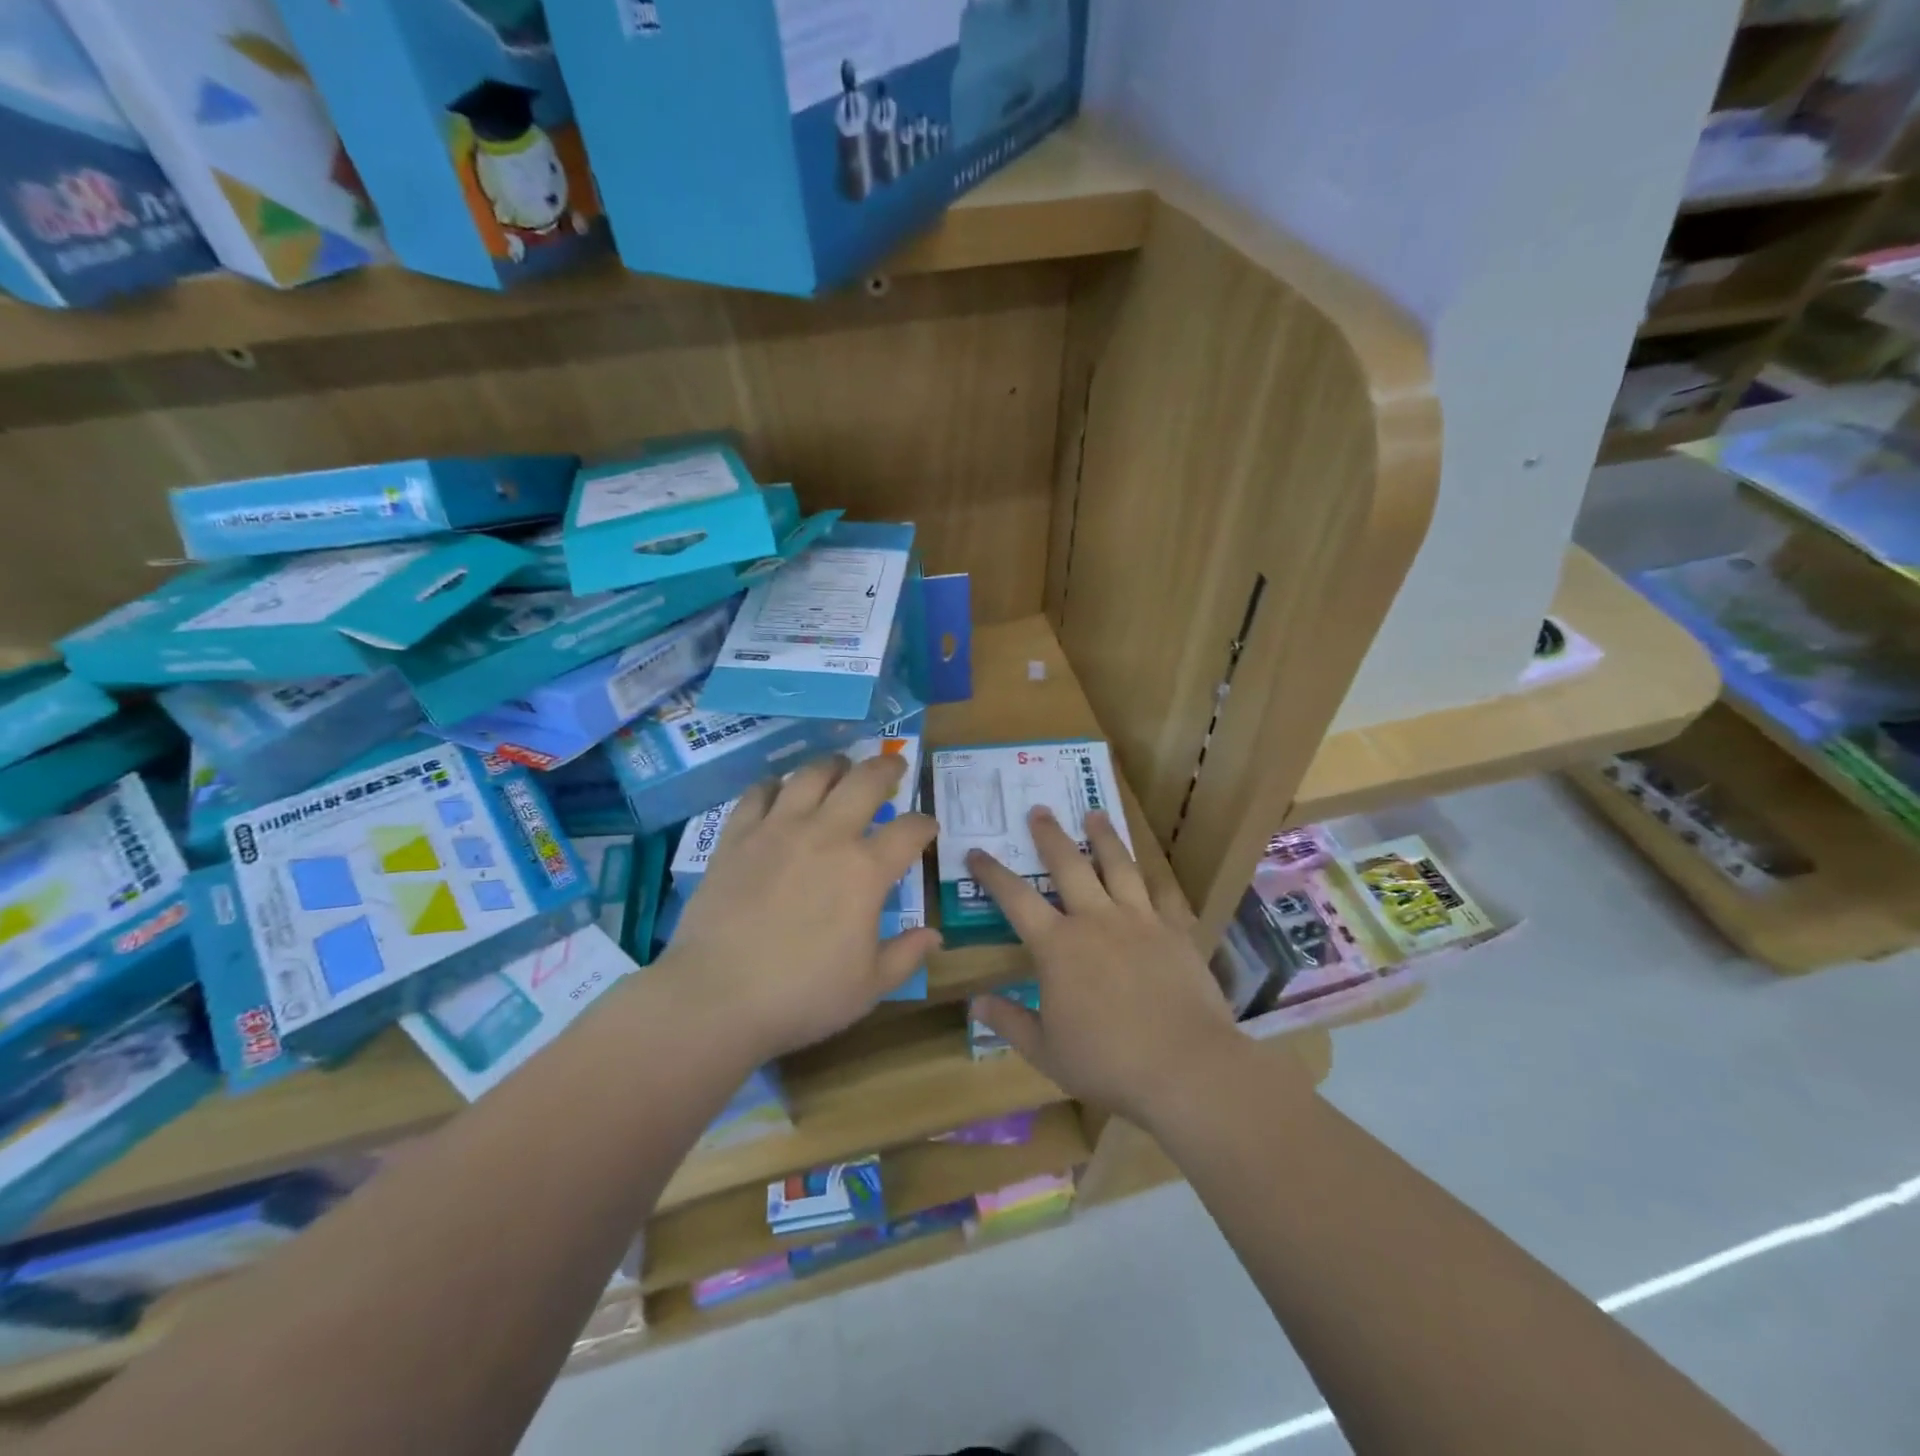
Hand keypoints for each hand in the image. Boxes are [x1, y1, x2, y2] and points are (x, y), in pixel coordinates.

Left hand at [662, 753, 938, 1062]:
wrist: (716, 997)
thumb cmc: (802, 996)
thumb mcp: (869, 987)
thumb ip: (906, 955)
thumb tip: (934, 936)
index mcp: (866, 871)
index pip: (909, 831)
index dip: (924, 824)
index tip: (927, 827)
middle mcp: (827, 836)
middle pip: (864, 781)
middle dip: (886, 767)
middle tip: (894, 765)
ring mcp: (778, 830)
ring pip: (811, 775)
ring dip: (833, 765)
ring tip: (840, 766)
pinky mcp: (737, 837)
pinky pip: (758, 793)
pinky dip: (773, 785)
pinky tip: (778, 789)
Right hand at [966, 807, 1245, 1128]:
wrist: (1186, 1068)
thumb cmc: (1108, 1063)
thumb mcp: (1046, 1051)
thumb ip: (1009, 1022)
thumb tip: (975, 1002)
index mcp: (1057, 946)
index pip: (1015, 898)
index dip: (992, 873)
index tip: (975, 851)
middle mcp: (1096, 920)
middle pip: (1068, 865)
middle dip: (1050, 835)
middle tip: (1039, 809)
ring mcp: (1140, 921)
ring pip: (1118, 866)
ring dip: (1103, 837)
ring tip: (1094, 815)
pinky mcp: (1176, 931)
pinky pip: (1164, 894)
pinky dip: (1154, 878)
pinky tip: (1150, 869)